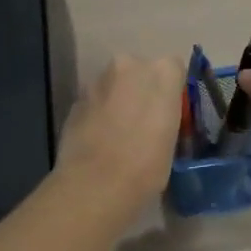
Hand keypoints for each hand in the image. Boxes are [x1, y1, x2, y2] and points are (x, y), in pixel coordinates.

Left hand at [57, 54, 186, 207]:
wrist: (95, 184)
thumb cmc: (146, 165)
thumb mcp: (172, 140)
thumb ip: (165, 116)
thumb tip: (157, 119)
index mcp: (162, 72)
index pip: (174, 69)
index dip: (171, 91)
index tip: (169, 112)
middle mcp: (129, 65)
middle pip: (140, 72)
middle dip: (142, 90)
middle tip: (144, 121)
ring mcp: (97, 80)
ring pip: (115, 85)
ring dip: (118, 100)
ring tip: (119, 134)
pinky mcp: (75, 99)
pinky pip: (95, 101)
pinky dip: (98, 113)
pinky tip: (99, 140)